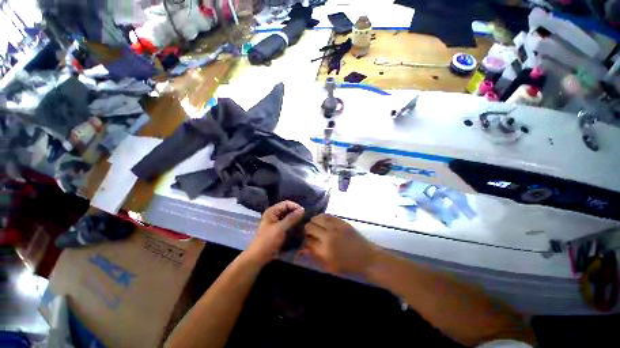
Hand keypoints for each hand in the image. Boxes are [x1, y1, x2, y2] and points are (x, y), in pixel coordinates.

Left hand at [244, 201, 304, 265]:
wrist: (258, 257)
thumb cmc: (268, 241)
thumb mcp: (280, 228)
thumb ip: (291, 218)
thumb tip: (302, 209)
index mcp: (272, 211)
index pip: (286, 203)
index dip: (295, 207)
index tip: (304, 213)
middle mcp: (274, 214)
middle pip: (287, 209)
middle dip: (296, 213)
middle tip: (305, 219)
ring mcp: (275, 222)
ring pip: (288, 216)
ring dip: (295, 219)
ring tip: (303, 223)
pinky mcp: (278, 229)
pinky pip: (287, 223)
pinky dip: (293, 224)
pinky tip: (298, 228)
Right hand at [303, 214, 379, 275]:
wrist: (366, 257)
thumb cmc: (347, 265)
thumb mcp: (329, 266)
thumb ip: (314, 256)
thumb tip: (303, 248)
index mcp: (325, 249)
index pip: (307, 239)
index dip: (304, 239)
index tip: (305, 240)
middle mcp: (328, 235)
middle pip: (310, 226)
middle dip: (307, 230)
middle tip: (309, 233)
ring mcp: (335, 226)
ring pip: (317, 218)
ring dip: (313, 222)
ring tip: (315, 226)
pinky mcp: (341, 221)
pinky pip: (327, 215)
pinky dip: (321, 217)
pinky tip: (322, 221)